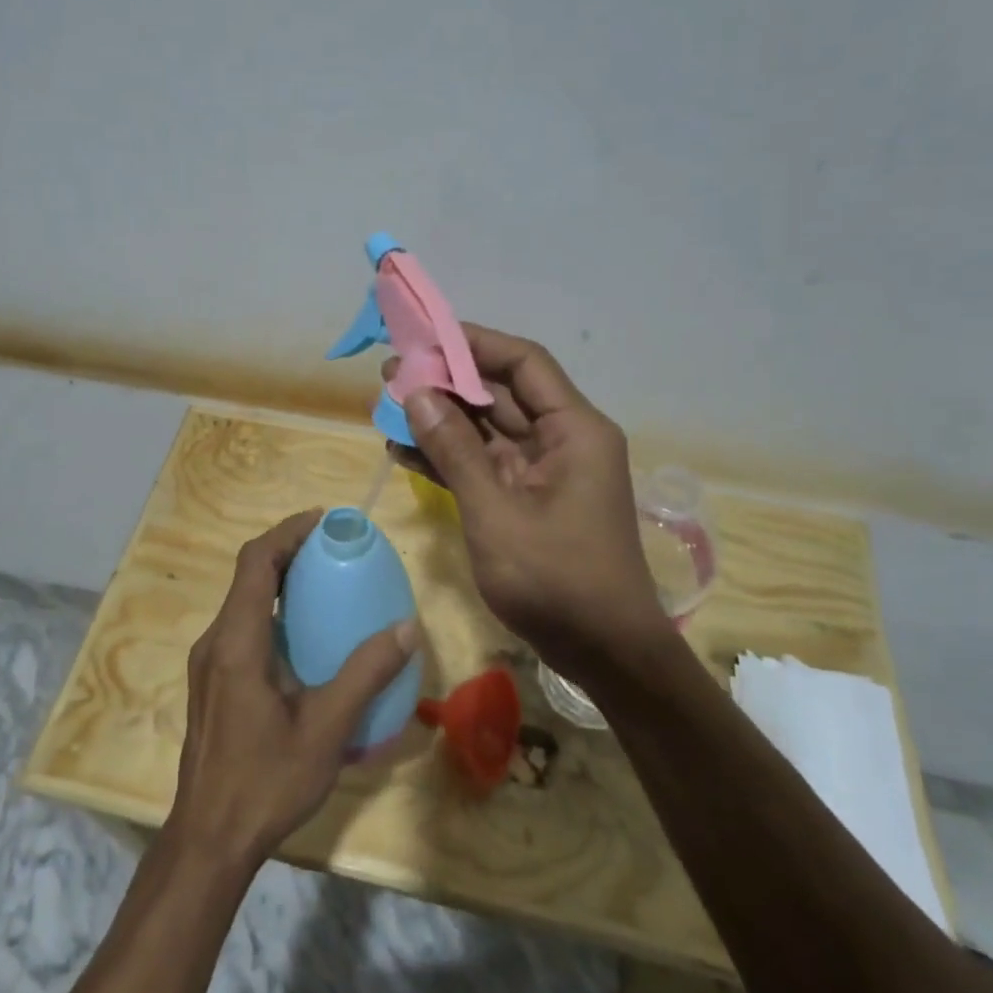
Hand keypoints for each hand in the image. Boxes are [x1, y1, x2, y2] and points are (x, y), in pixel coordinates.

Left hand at [166, 509, 417, 875]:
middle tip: (333, 548)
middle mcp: (216, 642)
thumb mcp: (326, 729)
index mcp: (237, 642)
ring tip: (324, 583)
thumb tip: (407, 627)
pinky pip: (242, 627)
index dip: (287, 532)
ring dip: (279, 581)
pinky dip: (272, 611)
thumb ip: (366, 674)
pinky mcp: (212, 683)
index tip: (323, 521)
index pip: (255, 563)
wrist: (209, 841)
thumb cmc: (266, 782)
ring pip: (243, 602)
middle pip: (248, 576)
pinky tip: (305, 637)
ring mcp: (208, 664)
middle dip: (287, 551)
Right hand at [389, 325, 661, 680]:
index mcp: (573, 429)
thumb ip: (455, 450)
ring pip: (487, 429)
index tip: (424, 338)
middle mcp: (562, 440)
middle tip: (391, 373)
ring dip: (442, 419)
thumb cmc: (557, 579)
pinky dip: (449, 457)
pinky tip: (404, 450)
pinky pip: (485, 464)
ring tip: (387, 407)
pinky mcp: (527, 499)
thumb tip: (416, 392)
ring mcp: (543, 472)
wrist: (604, 654)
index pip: (523, 362)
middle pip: (501, 393)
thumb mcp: (496, 512)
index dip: (474, 343)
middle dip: (447, 382)